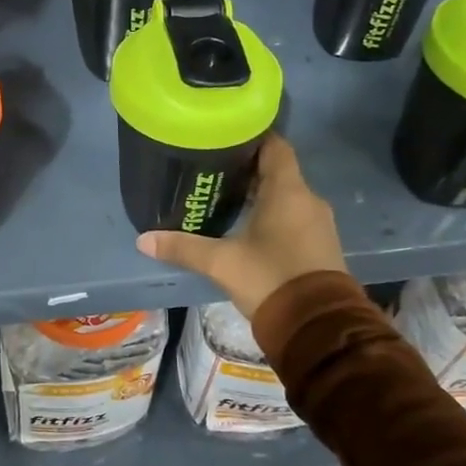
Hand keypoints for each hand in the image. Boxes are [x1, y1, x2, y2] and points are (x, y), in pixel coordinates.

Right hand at [136, 134, 346, 318]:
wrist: (318, 328)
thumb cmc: (270, 279)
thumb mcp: (221, 263)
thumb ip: (183, 248)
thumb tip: (143, 239)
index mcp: (288, 191)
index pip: (275, 146)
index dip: (252, 138)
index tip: (226, 137)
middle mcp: (308, 200)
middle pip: (278, 171)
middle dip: (249, 169)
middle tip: (214, 170)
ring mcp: (319, 224)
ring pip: (287, 196)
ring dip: (261, 195)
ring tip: (227, 198)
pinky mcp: (322, 247)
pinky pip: (296, 218)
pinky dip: (274, 216)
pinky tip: (250, 228)